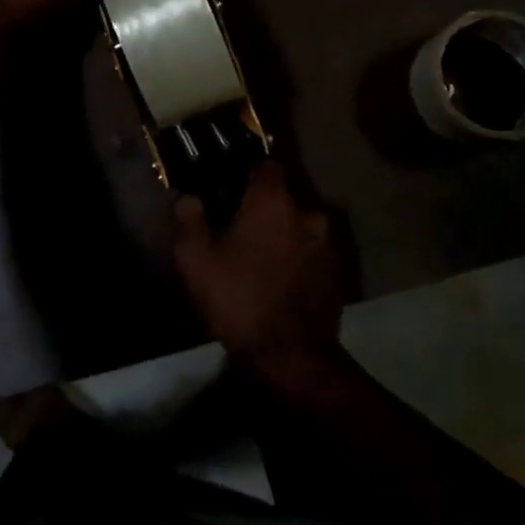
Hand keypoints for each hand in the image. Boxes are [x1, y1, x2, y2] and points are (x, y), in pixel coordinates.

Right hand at [172, 161, 344, 379]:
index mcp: (273, 201)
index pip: (266, 166)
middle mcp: (306, 214)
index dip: (248, 173)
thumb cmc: (239, 298)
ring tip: (263, 260)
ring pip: (301, 229)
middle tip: (241, 231)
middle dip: (265, 210)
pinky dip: (299, 263)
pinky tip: (281, 284)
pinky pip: (313, 257)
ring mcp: (326, 246)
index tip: (231, 188)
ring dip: (285, 237)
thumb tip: (187, 195)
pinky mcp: (336, 276)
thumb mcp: (196, 259)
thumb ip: (189, 218)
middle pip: (284, 199)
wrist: (292, 358)